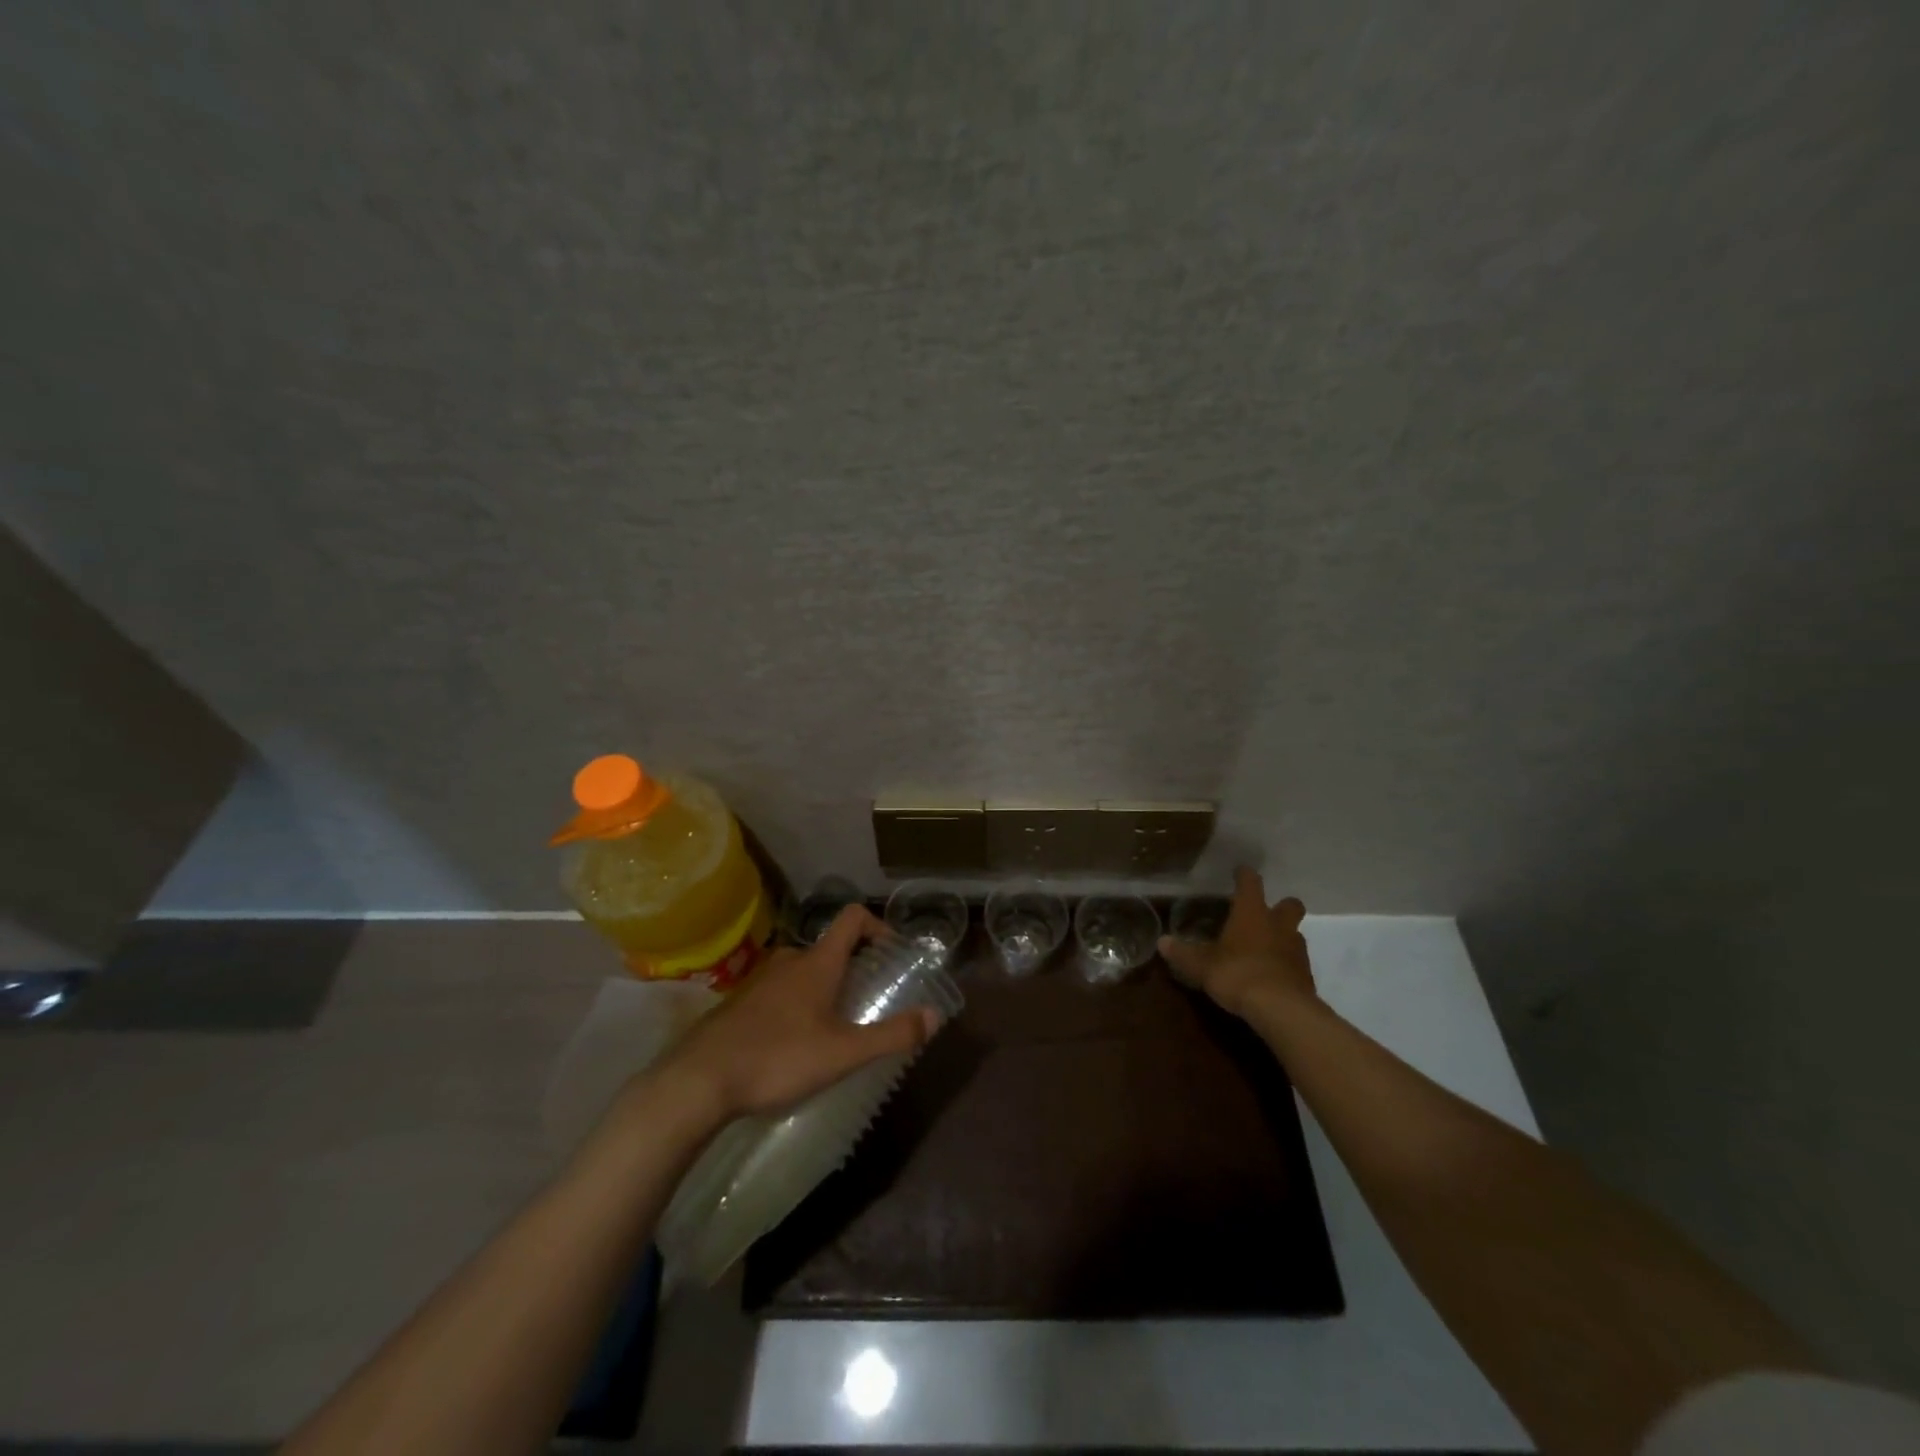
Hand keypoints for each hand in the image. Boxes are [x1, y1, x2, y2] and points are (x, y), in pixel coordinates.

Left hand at [660, 905, 938, 1117]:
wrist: (698, 1081)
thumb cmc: (778, 1058)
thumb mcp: (844, 1053)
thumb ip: (892, 1035)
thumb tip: (934, 1015)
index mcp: (817, 963)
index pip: (853, 918)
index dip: (879, 927)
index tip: (893, 954)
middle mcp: (789, 961)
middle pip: (830, 948)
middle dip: (854, 967)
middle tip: (868, 1001)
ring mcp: (759, 981)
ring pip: (803, 972)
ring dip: (824, 988)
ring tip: (834, 1027)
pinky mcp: (739, 1004)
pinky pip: (779, 992)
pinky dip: (797, 1005)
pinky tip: (794, 1044)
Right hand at [1158, 866, 1315, 1018]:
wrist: (1282, 1010)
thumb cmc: (1237, 974)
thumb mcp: (1201, 965)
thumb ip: (1183, 953)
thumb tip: (1162, 941)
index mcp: (1252, 913)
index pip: (1250, 883)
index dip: (1244, 875)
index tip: (1240, 871)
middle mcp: (1278, 925)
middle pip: (1289, 905)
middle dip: (1280, 906)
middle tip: (1263, 914)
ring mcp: (1296, 950)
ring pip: (1295, 933)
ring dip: (1283, 936)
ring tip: (1264, 948)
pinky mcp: (1306, 976)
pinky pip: (1297, 962)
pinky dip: (1286, 964)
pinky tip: (1272, 976)